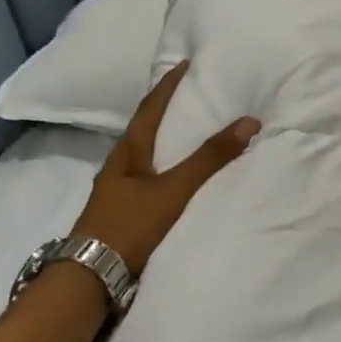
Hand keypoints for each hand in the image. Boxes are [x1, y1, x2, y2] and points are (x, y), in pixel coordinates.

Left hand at [71, 62, 259, 276]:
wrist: (92, 276)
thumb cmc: (129, 226)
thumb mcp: (173, 190)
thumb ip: (209, 159)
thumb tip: (249, 121)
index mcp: (127, 153)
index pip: (149, 109)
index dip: (167, 86)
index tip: (184, 64)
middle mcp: (119, 167)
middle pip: (144, 130)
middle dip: (165, 112)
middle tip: (192, 97)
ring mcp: (118, 192)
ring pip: (145, 157)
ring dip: (165, 144)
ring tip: (190, 136)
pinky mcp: (122, 214)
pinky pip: (148, 181)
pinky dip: (166, 171)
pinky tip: (177, 181)